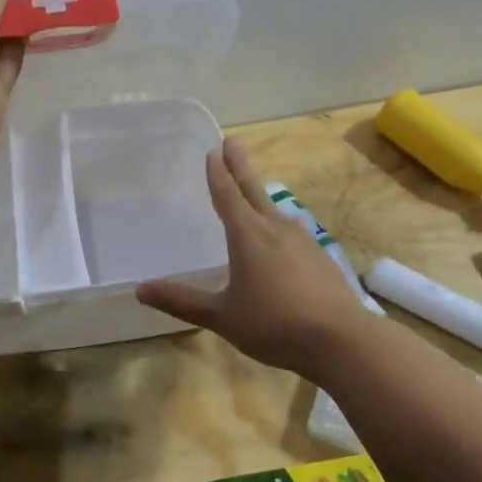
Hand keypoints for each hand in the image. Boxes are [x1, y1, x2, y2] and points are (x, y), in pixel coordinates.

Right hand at [136, 139, 374, 376]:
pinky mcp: (320, 257)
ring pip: (275, 210)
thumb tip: (140, 289)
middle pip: (253, 191)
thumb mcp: (222, 316)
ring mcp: (302, 241)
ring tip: (252, 192)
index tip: (214, 150)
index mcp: (247, 236)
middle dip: (240, 167)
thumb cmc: (273, 324)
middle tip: (232, 142)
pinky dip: (279, 224)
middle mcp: (274, 229)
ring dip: (260, 196)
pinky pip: (292, 231)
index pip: (227, 195)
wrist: (341, 339)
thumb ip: (182, 301)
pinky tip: (282, 237)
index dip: (218, 173)